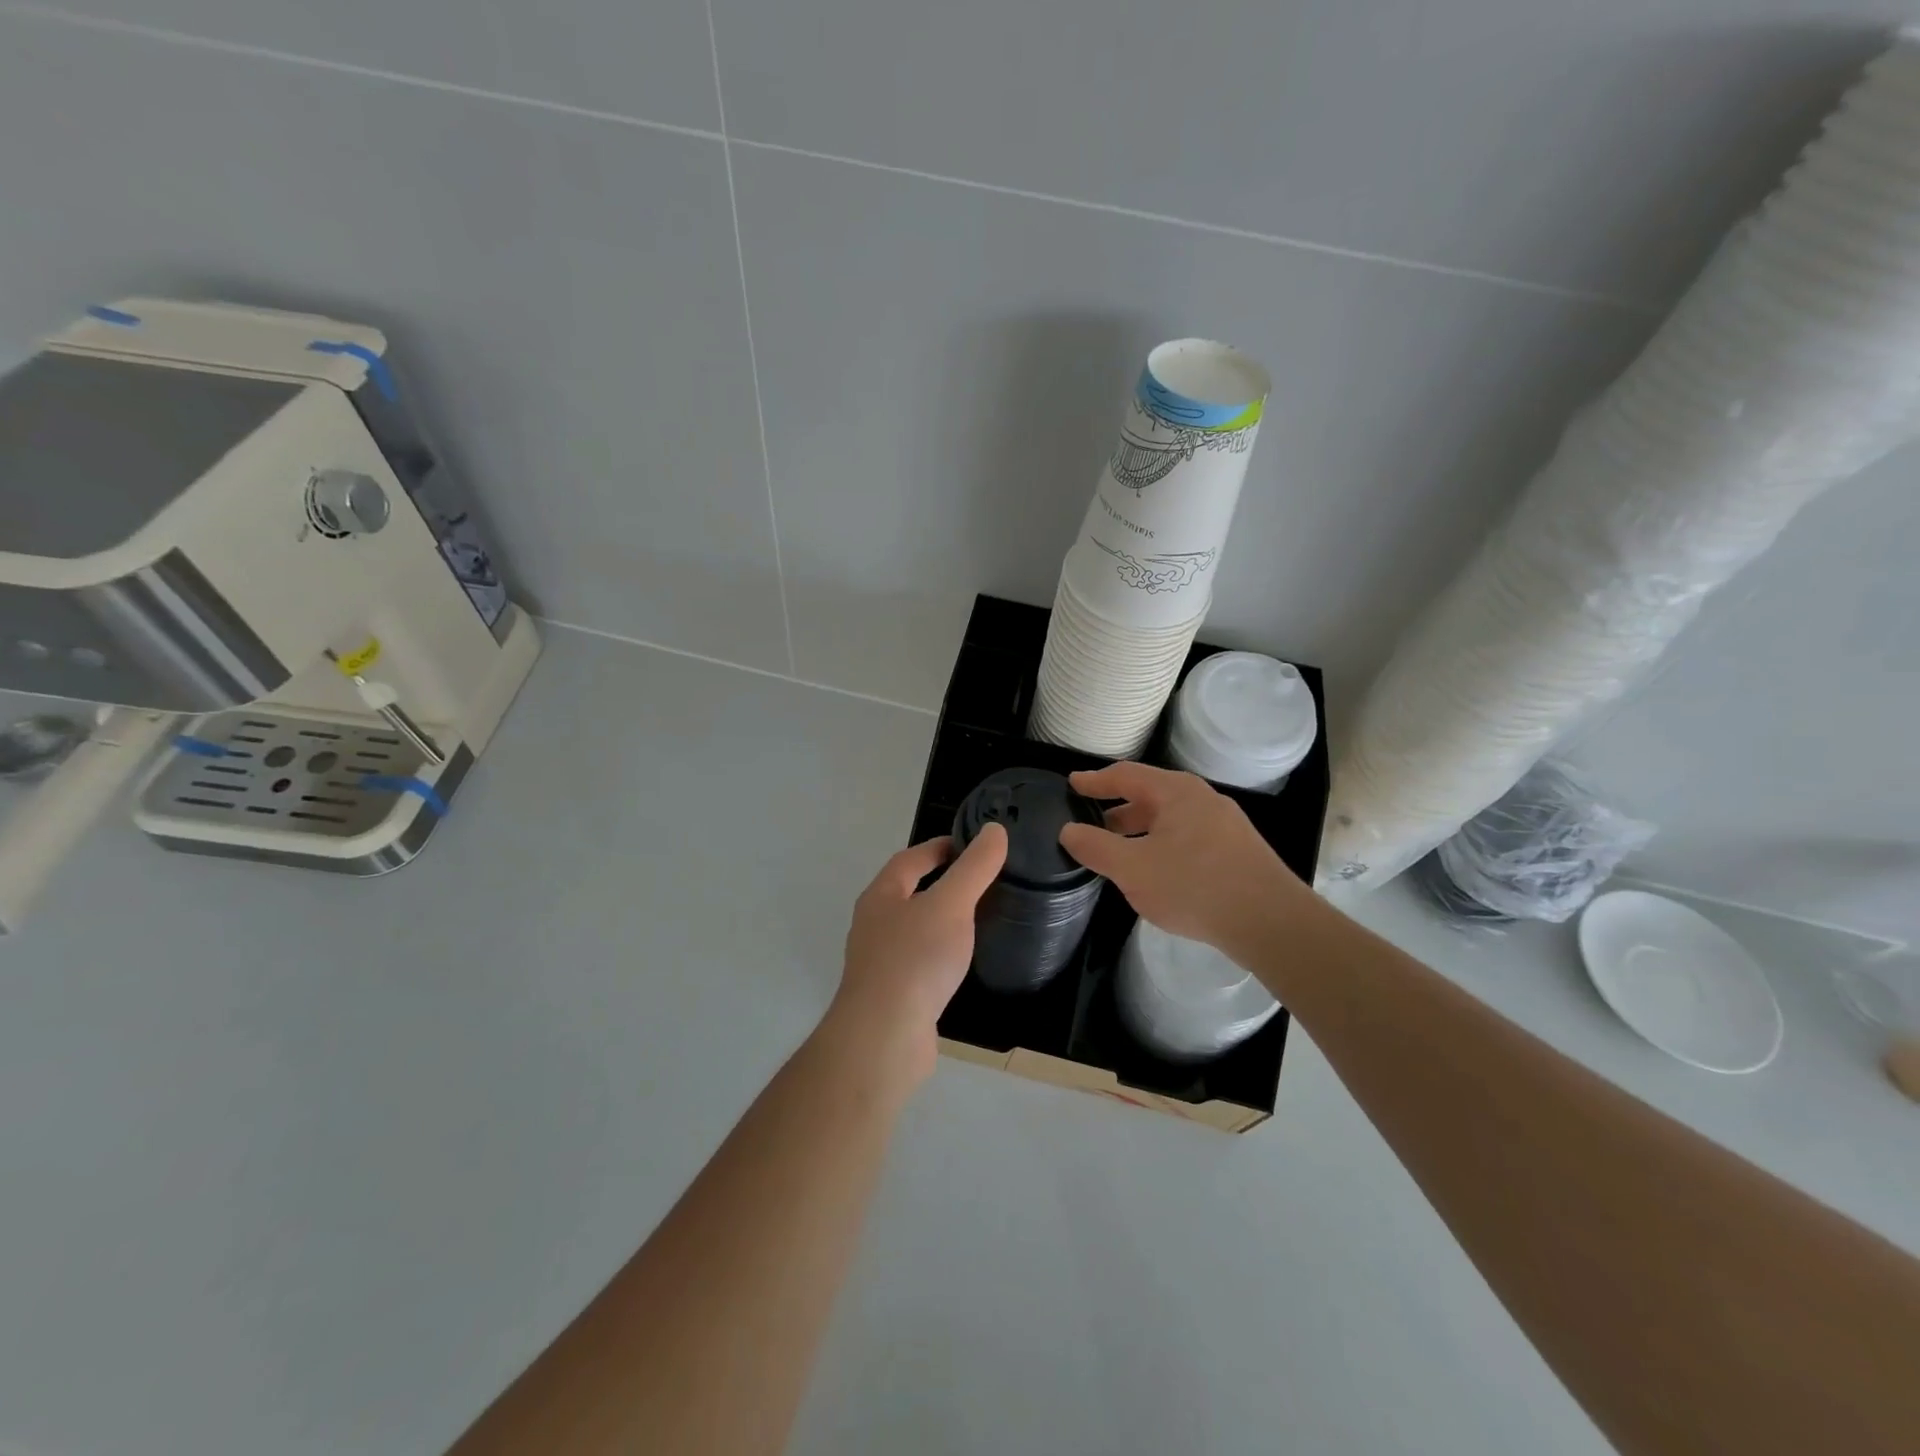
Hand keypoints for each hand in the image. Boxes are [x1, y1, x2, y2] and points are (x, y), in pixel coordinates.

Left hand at [826, 825, 1007, 1087]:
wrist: (883, 1039)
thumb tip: (994, 830)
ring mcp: (880, 963)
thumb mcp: (951, 904)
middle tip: (981, 881)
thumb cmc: (915, 960)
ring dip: (940, 921)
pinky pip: (919, 964)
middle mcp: (874, 925)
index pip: (910, 859)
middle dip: (940, 883)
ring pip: (914, 930)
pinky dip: (940, 956)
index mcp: (882, 896)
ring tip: (977, 920)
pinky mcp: (892, 996)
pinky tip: (961, 966)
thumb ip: (974, 868)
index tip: (970, 846)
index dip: (939, 847)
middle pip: (907, 893)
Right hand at [1059, 762, 1306, 959]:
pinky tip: (1157, 872)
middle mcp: (1202, 799)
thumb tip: (1069, 831)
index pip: (1126, 775)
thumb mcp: (1133, 869)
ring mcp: (1224, 824)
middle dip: (1117, 810)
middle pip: (1150, 795)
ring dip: (1140, 831)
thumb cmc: (1195, 886)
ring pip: (1170, 819)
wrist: (1271, 922)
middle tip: (1091, 825)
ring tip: (1119, 852)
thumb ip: (1096, 848)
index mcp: (1176, 792)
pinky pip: (1188, 837)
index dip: (1096, 781)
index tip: (1072, 784)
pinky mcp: (1237, 850)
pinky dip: (1162, 845)